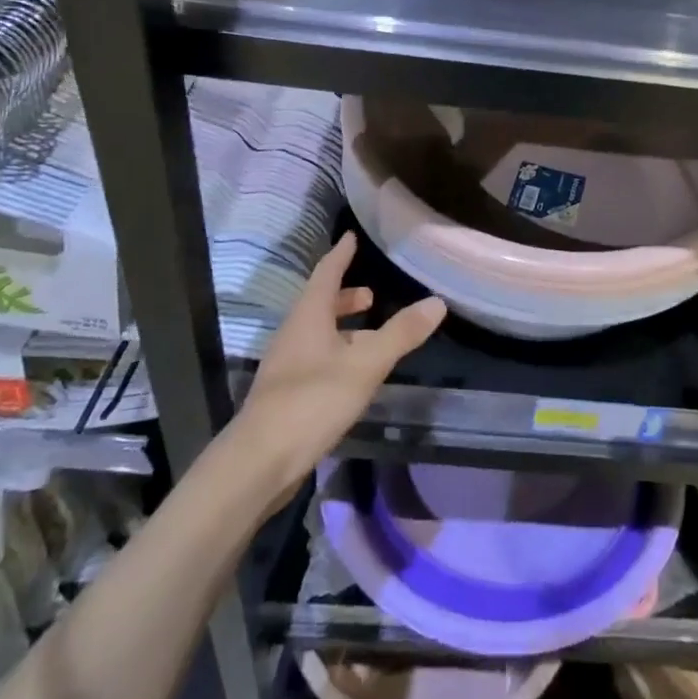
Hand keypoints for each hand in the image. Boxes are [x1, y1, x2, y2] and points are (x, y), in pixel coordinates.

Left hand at [237, 233, 445, 496]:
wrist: (260, 461)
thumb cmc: (313, 401)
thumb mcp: (366, 364)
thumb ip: (401, 333)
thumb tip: (437, 302)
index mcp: (308, 316)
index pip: (326, 273)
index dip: (341, 255)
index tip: (351, 236)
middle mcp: (293, 334)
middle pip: (319, 304)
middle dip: (345, 296)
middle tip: (371, 296)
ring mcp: (286, 365)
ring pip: (317, 334)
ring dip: (343, 328)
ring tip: (370, 335)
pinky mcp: (286, 394)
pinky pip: (315, 359)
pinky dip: (337, 353)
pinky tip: (353, 375)